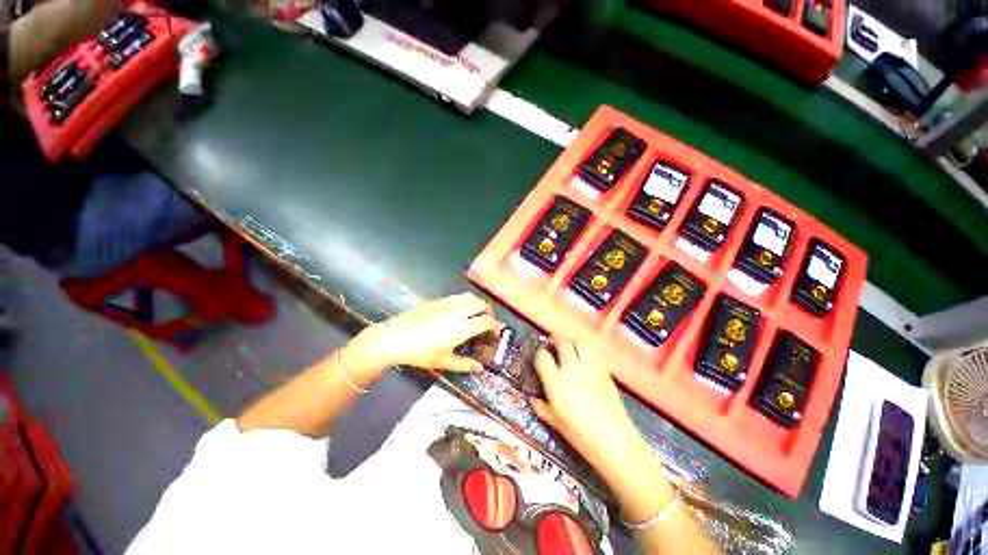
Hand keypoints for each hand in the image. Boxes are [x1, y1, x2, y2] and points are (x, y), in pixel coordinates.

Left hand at [343, 293, 500, 381]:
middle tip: (487, 322)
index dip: (494, 326)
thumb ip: (464, 364)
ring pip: (471, 297)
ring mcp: (448, 303)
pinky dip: (466, 301)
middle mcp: (458, 312)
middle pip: (481, 304)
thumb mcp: (443, 361)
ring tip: (476, 315)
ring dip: (478, 304)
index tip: (495, 332)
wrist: (396, 337)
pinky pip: (459, 296)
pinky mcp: (439, 300)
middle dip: (489, 312)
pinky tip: (460, 311)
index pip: (486, 321)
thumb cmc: (420, 353)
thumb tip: (480, 368)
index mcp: (462, 328)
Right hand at [530, 339, 639, 470]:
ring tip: (570, 348)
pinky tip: (585, 361)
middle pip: (562, 344)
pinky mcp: (604, 371)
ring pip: (579, 344)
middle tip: (552, 345)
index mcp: (556, 382)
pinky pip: (593, 354)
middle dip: (555, 342)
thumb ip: (541, 407)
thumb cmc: (580, 434)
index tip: (539, 358)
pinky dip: (586, 352)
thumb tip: (533, 399)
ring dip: (572, 343)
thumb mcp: (555, 423)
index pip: (542, 356)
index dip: (538, 354)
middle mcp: (572, 369)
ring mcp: (590, 368)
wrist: (613, 440)